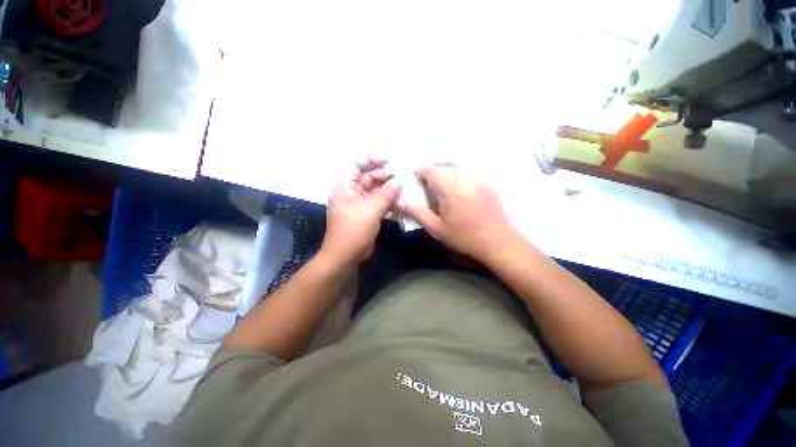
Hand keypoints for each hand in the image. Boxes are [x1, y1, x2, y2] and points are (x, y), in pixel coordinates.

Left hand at [322, 158, 401, 265]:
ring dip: (388, 191)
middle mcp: (351, 193)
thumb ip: (386, 194)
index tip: (388, 161)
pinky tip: (399, 205)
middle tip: (400, 180)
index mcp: (345, 187)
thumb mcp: (371, 210)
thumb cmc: (354, 230)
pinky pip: (378, 203)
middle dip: (384, 177)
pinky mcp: (366, 214)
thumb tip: (399, 181)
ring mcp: (359, 204)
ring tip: (402, 192)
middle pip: (367, 177)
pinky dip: (388, 202)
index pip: (355, 164)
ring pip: (375, 191)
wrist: (346, 256)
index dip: (370, 160)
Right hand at [400, 163, 511, 261]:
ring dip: (446, 166)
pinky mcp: (487, 183)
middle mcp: (464, 179)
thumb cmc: (464, 237)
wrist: (496, 241)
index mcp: (450, 190)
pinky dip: (458, 171)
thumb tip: (401, 202)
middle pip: (445, 165)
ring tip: (440, 175)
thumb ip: (418, 213)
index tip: (416, 174)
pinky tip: (456, 181)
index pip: (433, 171)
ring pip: (458, 165)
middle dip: (433, 167)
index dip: (422, 170)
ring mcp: (478, 179)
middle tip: (426, 176)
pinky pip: (469, 170)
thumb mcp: (437, 229)